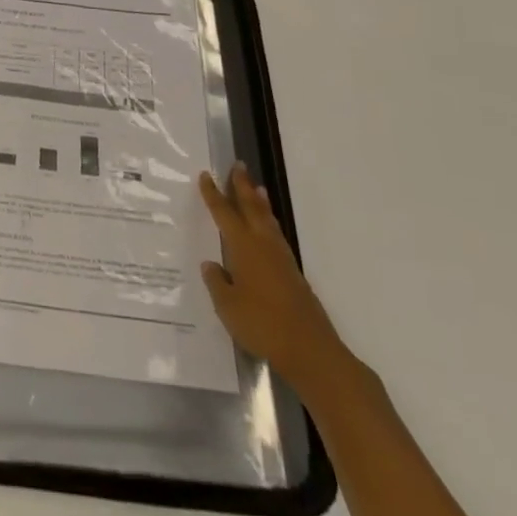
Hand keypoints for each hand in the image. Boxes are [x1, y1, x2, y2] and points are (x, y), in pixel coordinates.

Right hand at [199, 163, 352, 397]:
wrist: (310, 350)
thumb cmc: (262, 325)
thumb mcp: (228, 307)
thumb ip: (217, 283)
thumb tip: (211, 265)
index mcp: (243, 247)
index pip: (224, 213)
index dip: (214, 194)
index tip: (206, 175)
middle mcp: (263, 245)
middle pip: (251, 208)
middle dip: (242, 186)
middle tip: (238, 165)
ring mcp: (282, 259)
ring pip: (268, 220)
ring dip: (260, 202)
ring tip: (256, 188)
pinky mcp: (294, 275)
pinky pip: (277, 236)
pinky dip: (270, 223)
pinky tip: (268, 230)